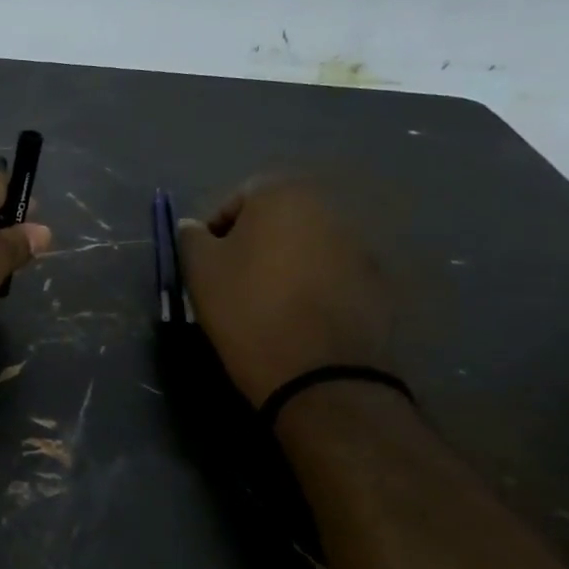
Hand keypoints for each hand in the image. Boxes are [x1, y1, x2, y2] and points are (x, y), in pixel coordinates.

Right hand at [177, 180, 391, 407]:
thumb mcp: (200, 270)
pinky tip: (298, 318)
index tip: (207, 264)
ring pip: (306, 246)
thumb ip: (191, 238)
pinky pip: (332, 274)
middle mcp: (327, 208)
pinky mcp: (377, 282)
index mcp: (282, 195)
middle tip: (233, 281)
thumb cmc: (248, 309)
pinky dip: (314, 286)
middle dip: (254, 243)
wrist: (319, 373)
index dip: (216, 230)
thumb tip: (194, 228)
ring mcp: (359, 245)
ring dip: (285, 264)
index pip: (238, 198)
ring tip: (267, 302)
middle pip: (277, 219)